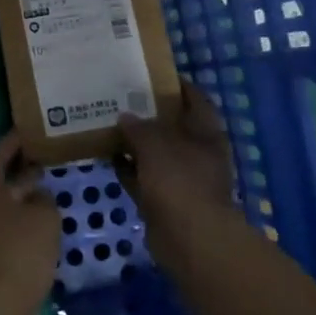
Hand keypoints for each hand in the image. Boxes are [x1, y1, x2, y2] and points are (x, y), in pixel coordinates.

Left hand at [0, 132, 59, 314]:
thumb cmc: (19, 251)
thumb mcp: (45, 217)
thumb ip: (42, 197)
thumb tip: (34, 193)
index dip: (16, 141)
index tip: (30, 133)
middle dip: (9, 166)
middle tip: (33, 160)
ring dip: (5, 192)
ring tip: (32, 191)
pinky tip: (19, 220)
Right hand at [116, 80, 239, 256]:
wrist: (189, 240)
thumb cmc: (180, 182)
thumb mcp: (156, 144)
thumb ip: (139, 127)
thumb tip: (125, 117)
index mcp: (207, 134)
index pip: (195, 100)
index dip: (177, 85)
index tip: (152, 74)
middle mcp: (197, 153)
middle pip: (173, 126)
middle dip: (149, 114)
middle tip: (122, 97)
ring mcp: (182, 178)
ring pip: (156, 153)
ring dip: (135, 142)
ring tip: (108, 122)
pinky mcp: (165, 200)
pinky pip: (144, 177)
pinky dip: (129, 168)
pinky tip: (108, 156)